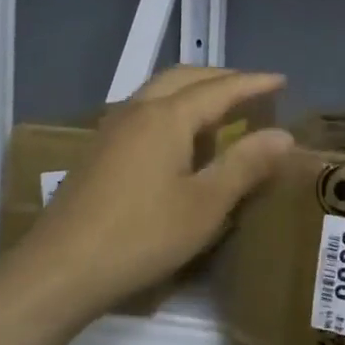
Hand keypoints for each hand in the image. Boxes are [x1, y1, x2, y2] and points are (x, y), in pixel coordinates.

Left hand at [14, 67, 293, 321]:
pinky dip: (171, 109)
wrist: (62, 266)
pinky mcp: (98, 151)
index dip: (253, 83)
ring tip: (219, 109)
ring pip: (158, 91)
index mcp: (166, 117)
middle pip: (183, 78)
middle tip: (251, 90)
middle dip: (220, 78)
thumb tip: (282, 135)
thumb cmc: (142, 235)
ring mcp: (111, 129)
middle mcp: (137, 110)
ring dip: (192, 91)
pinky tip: (178, 139)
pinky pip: (143, 111)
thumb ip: (244, 165)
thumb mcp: (205, 204)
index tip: (281, 80)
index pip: (219, 89)